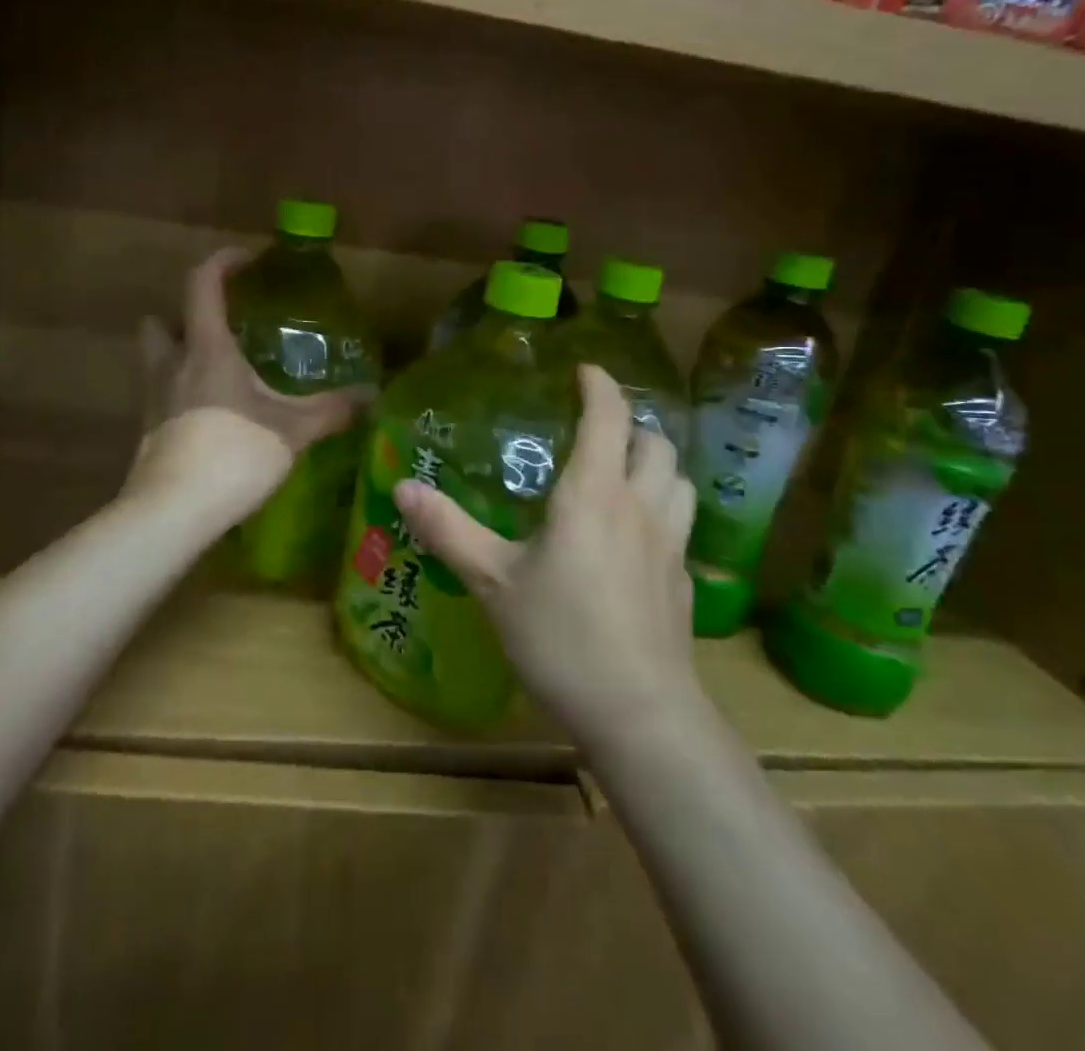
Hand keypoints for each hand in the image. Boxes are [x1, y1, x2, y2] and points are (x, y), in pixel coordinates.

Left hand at [130, 248, 371, 524]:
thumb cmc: (233, 454)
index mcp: (206, 349)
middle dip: (184, 316)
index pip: (202, 284)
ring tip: (217, 373)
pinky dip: (180, 396)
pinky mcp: (148, 434)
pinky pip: (160, 398)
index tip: (247, 260)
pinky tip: (211, 417)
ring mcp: (153, 401)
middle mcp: (171, 365)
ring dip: (177, 355)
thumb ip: (331, 410)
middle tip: (220, 329)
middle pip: (160, 322)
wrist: (173, 513)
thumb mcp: (292, 430)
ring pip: (154, 361)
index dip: (222, 262)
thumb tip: (371, 395)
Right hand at [393, 365, 699, 747]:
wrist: (640, 714)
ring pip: (679, 479)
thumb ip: (448, 529)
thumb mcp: (492, 581)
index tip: (584, 370)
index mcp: (594, 494)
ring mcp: (671, 544)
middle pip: (655, 443)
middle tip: (597, 427)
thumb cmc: (560, 637)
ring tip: (623, 470)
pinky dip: (662, 506)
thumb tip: (402, 486)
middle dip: (630, 423)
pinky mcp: (683, 581)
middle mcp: (640, 507)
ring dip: (655, 462)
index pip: (609, 417)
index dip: (599, 385)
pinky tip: (636, 534)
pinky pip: (681, 522)